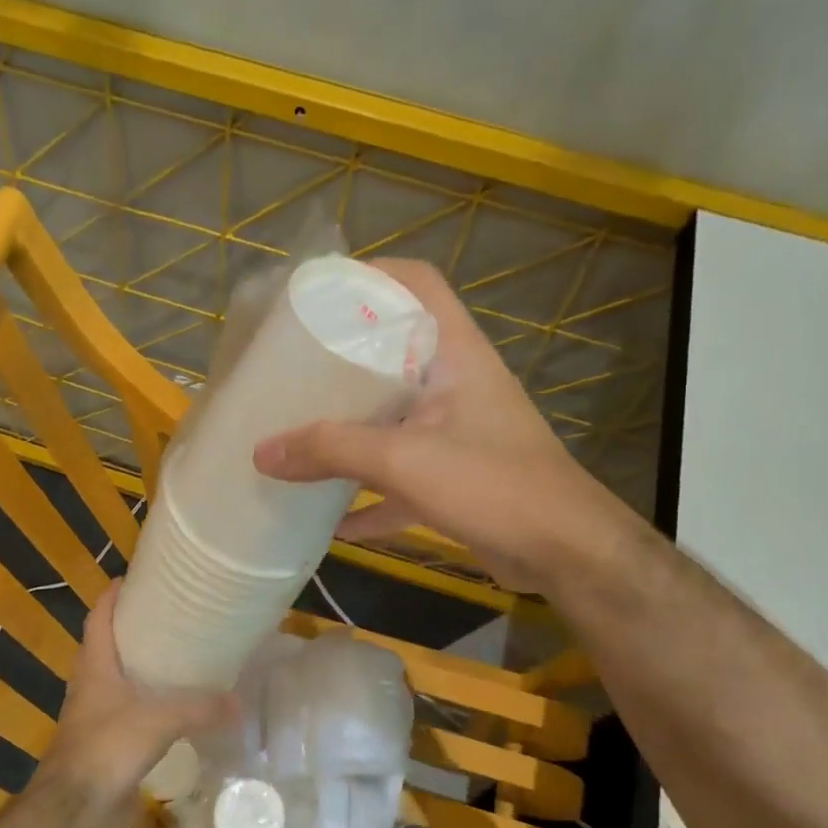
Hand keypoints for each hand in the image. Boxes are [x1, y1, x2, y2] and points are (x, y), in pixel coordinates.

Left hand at [44, 581, 233, 813]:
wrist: (73, 806)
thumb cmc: (107, 747)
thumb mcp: (159, 721)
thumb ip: (199, 708)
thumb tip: (239, 704)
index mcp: (95, 664)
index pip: (98, 616)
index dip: (112, 594)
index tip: (134, 577)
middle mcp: (89, 681)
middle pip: (105, 642)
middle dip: (130, 626)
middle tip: (165, 613)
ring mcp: (92, 711)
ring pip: (114, 674)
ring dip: (136, 662)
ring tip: (172, 653)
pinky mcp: (101, 737)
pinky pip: (123, 705)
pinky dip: (142, 696)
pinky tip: (167, 703)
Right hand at [253, 258, 609, 589]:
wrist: (566, 553)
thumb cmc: (492, 484)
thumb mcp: (404, 460)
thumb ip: (331, 451)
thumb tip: (262, 452)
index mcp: (454, 354)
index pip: (418, 284)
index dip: (372, 274)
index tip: (319, 293)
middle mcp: (456, 385)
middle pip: (395, 353)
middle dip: (344, 361)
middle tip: (292, 368)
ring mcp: (456, 434)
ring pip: (394, 418)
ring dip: (352, 431)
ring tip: (300, 433)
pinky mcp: (456, 480)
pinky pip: (400, 479)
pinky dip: (369, 498)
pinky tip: (332, 520)